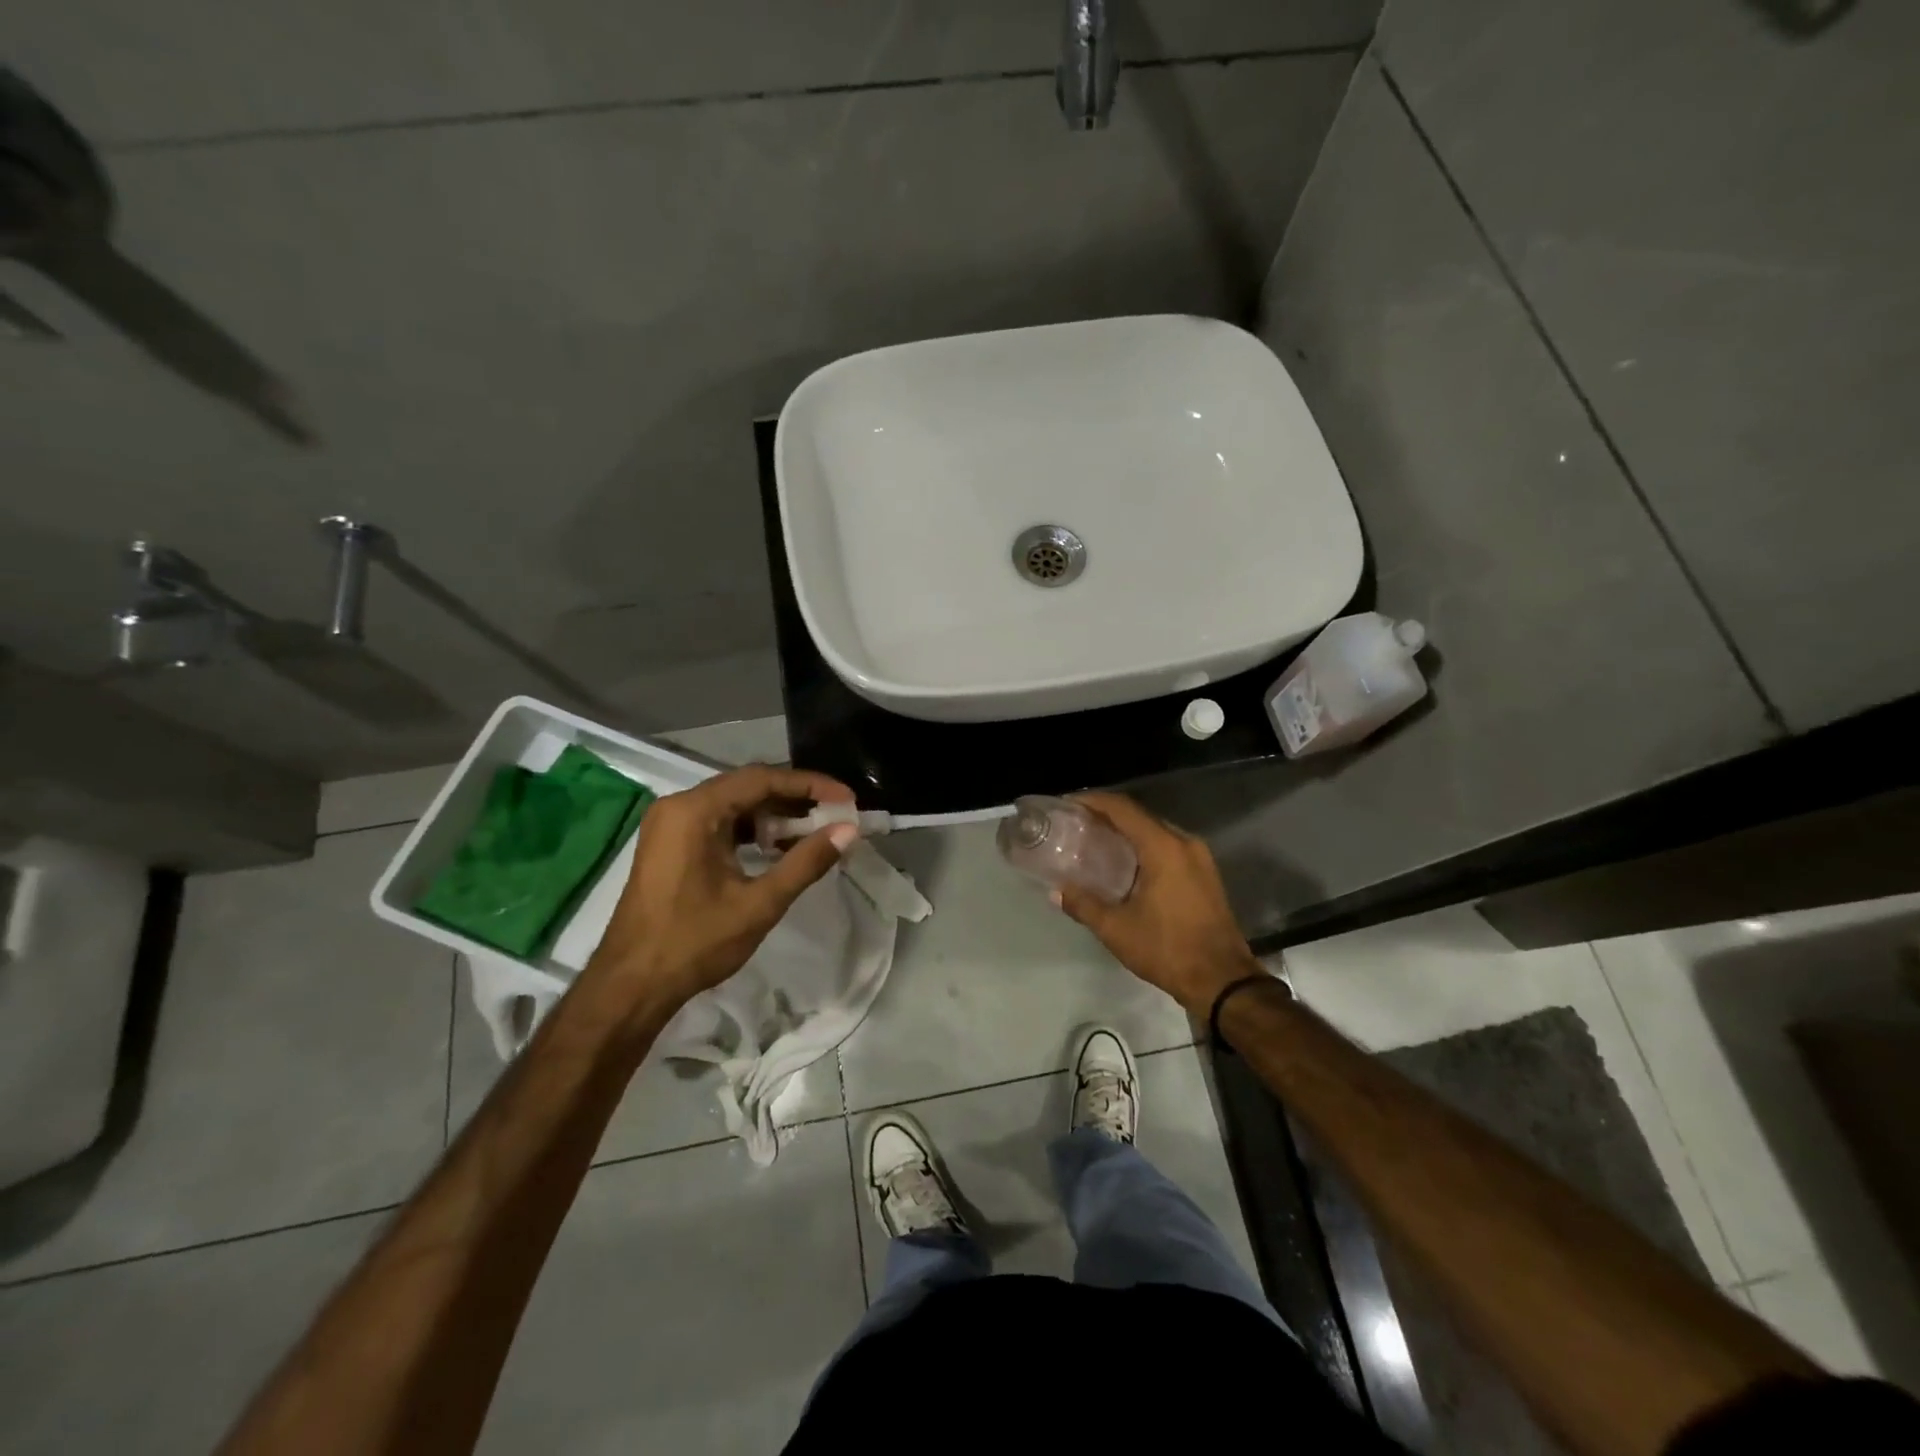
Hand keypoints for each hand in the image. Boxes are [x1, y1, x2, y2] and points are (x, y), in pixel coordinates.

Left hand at [586, 765, 857, 1008]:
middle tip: (836, 814)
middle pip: (748, 787)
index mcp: (694, 811)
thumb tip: (848, 830)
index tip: (846, 798)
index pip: (761, 779)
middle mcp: (679, 806)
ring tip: (816, 832)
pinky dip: (752, 832)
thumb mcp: (759, 903)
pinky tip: (779, 848)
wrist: (631, 986)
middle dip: (795, 800)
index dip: (809, 785)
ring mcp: (671, 825)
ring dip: (775, 817)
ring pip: (735, 805)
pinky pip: (719, 823)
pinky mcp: (671, 844)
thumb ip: (806, 862)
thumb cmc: (694, 942)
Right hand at [1055, 792, 1261, 1015]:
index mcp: (1163, 847)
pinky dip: (1143, 845)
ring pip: (1155, 830)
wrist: (1223, 980)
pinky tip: (1125, 862)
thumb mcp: (1116, 929)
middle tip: (1076, 823)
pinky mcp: (1204, 872)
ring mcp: (1199, 857)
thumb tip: (1056, 892)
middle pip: (1139, 815)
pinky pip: (1168, 846)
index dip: (1092, 801)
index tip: (1067, 803)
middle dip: (1107, 815)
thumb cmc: (1168, 949)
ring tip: (1095, 840)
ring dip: (1126, 830)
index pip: (1122, 808)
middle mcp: (1184, 842)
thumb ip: (1083, 905)